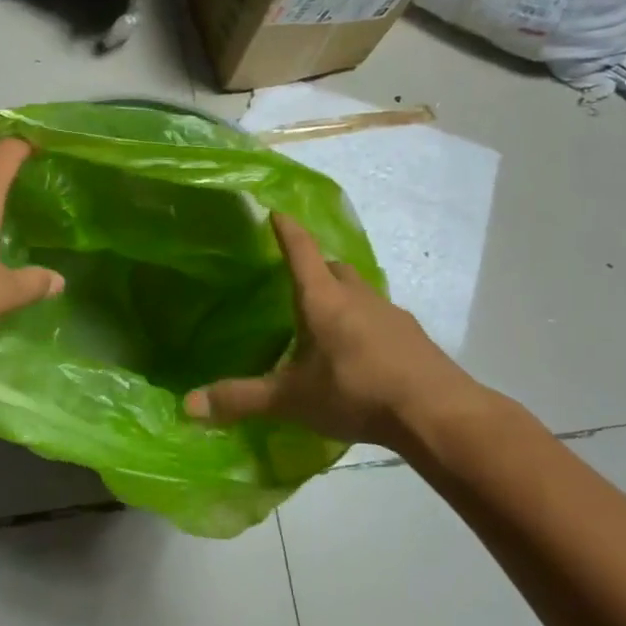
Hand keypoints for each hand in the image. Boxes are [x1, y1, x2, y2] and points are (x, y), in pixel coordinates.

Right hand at [184, 214, 485, 449]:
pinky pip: (381, 317)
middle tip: (297, 282)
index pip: (301, 252)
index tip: (276, 212)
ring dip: (343, 296)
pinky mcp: (413, 337)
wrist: (437, 413)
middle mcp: (358, 297)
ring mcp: (391, 314)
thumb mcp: (292, 399)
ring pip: (361, 291)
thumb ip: (242, 399)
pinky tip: (360, 353)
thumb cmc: (356, 392)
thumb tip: (188, 405)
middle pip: (334, 267)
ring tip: (326, 321)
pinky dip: (365, 323)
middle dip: (315, 267)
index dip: (286, 231)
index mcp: (324, 300)